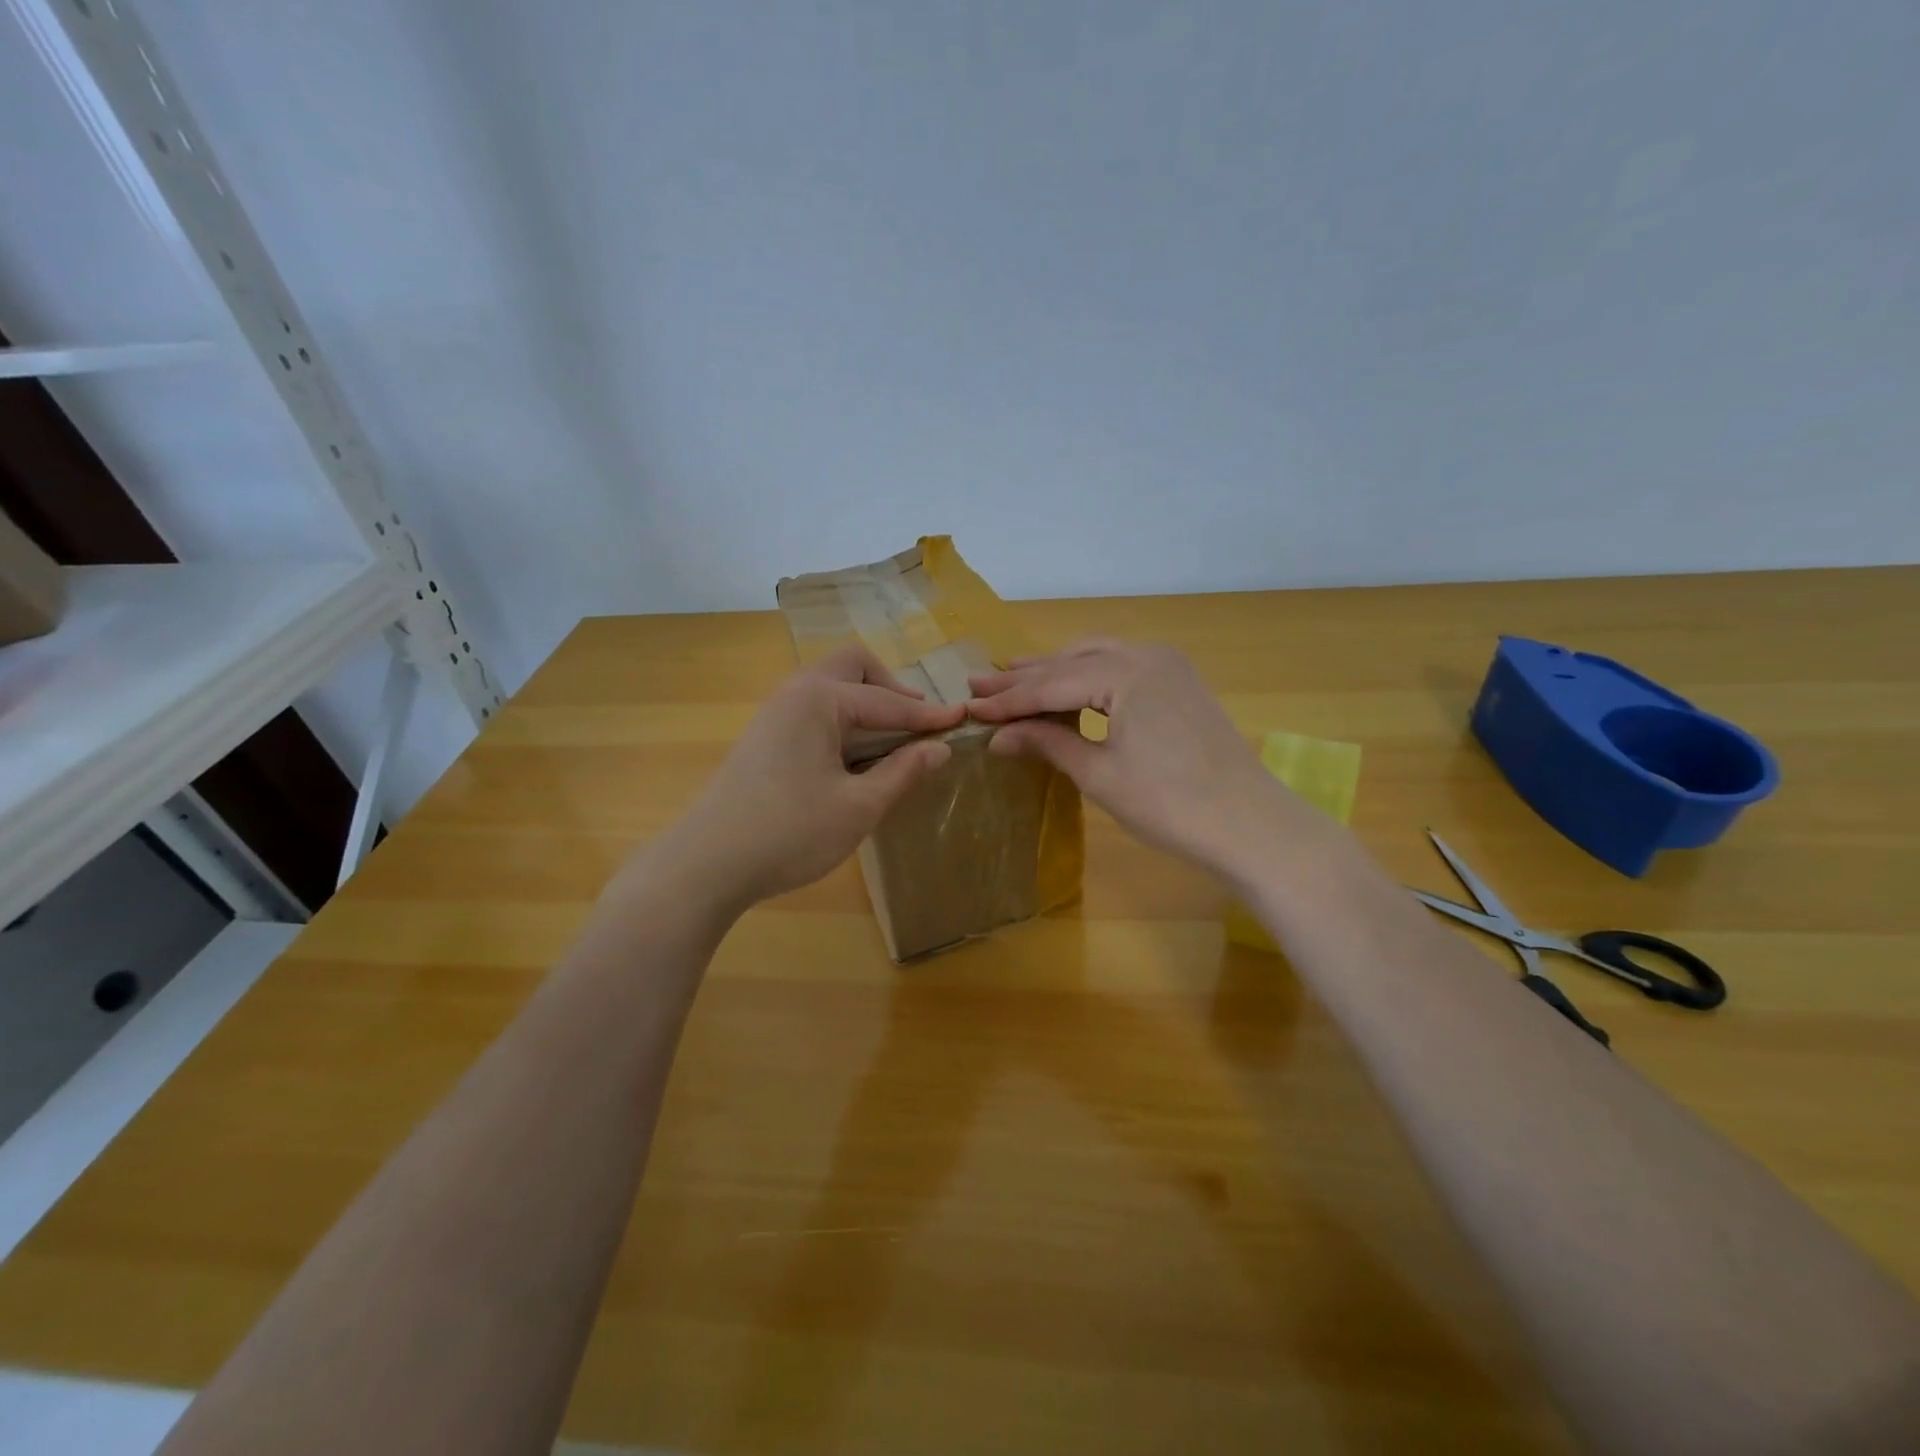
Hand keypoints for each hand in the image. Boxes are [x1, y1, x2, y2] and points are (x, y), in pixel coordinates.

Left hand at [666, 646, 963, 907]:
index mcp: (820, 699)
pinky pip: (815, 712)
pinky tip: (856, 759)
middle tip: (919, 724)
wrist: (705, 864)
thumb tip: (940, 748)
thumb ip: (902, 772)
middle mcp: (795, 693)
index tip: (963, 718)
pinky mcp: (764, 738)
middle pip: (853, 667)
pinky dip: (845, 722)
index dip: (929, 714)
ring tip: (895, 742)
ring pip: (832, 688)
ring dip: (867, 706)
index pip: (888, 700)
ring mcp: (775, 714)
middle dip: (891, 689)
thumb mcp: (859, 806)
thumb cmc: (790, 833)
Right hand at [968, 639, 1315, 882]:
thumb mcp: (1100, 774)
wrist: (1251, 825)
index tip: (969, 706)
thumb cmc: (1169, 803)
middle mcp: (1147, 655)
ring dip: (1056, 672)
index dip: (1008, 699)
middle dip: (1025, 677)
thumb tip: (998, 736)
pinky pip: (1122, 668)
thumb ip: (1048, 744)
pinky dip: (1088, 678)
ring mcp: (1169, 666)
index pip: (1052, 683)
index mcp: (1125, 672)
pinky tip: (1068, 690)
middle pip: (1072, 662)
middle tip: (980, 684)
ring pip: (1098, 659)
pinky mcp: (1180, 684)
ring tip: (1013, 679)